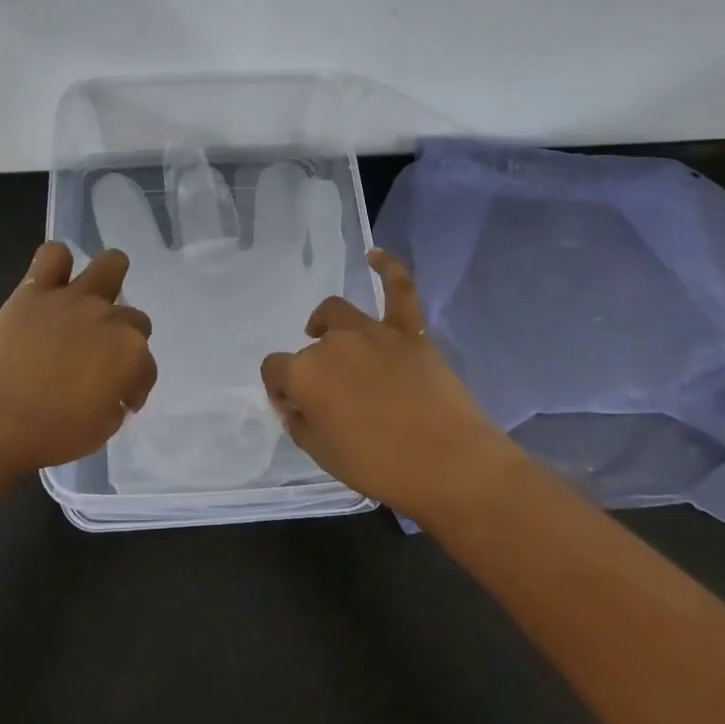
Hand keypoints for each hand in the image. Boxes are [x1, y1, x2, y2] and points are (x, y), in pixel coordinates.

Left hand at [0, 243, 156, 477]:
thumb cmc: (47, 433)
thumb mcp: (98, 432)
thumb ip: (113, 405)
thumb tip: (111, 394)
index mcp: (130, 354)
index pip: (147, 367)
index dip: (136, 386)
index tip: (121, 402)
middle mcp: (109, 319)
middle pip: (135, 318)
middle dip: (124, 340)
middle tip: (100, 362)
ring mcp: (72, 299)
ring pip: (110, 265)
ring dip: (109, 279)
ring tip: (93, 299)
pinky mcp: (34, 291)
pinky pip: (52, 256)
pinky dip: (56, 264)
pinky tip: (51, 282)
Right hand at [261, 251, 518, 520]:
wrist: (449, 464)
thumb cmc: (380, 467)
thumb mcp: (324, 456)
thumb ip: (300, 425)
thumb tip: (293, 405)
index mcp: (305, 374)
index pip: (275, 370)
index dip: (280, 389)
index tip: (295, 409)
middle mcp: (332, 344)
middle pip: (310, 348)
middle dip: (311, 369)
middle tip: (328, 397)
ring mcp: (372, 332)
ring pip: (338, 313)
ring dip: (327, 323)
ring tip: (325, 332)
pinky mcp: (409, 331)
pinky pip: (399, 288)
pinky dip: (387, 267)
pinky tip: (374, 256)